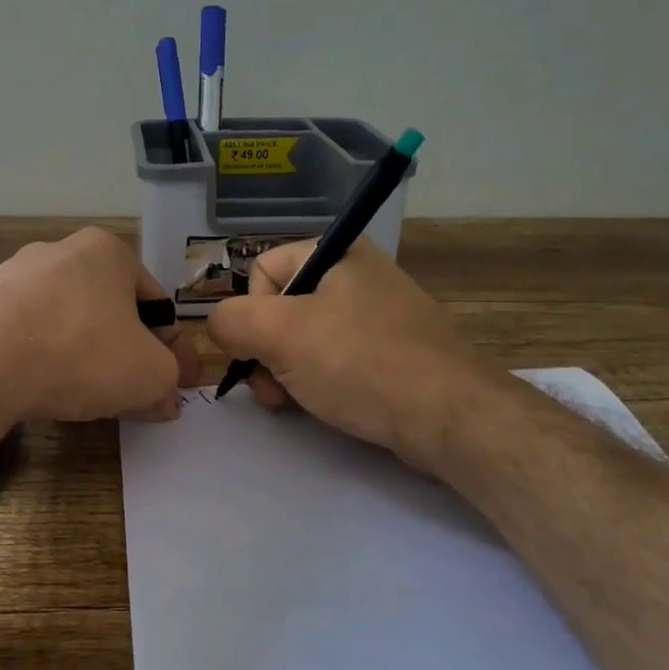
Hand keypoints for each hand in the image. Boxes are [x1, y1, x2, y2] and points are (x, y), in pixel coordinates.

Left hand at [0, 227, 197, 422]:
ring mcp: (14, 274)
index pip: (155, 302)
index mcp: (107, 251)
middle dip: (126, 349)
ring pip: (67, 319)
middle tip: (134, 390)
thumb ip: (168, 381)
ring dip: (84, 353)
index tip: (175, 381)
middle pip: (109, 308)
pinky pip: (27, 332)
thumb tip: (166, 397)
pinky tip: (42, 385)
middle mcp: (60, 250)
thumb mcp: (148, 374)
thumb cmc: (81, 353)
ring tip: (86, 394)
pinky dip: (43, 357)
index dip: (171, 347)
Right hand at [206, 239, 485, 464]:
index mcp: (337, 252)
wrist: (448, 417)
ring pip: (304, 338)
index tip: (262, 352)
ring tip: (294, 402)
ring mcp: (377, 315)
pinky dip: (319, 382)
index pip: (262, 272)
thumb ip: (231, 321)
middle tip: (273, 390)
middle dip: (266, 352)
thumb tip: (220, 327)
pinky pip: (335, 359)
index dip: (251, 315)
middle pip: (280, 308)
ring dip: (286, 372)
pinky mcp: (390, 352)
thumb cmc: (360, 363)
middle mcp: (358, 274)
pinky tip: (324, 405)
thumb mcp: (280, 334)